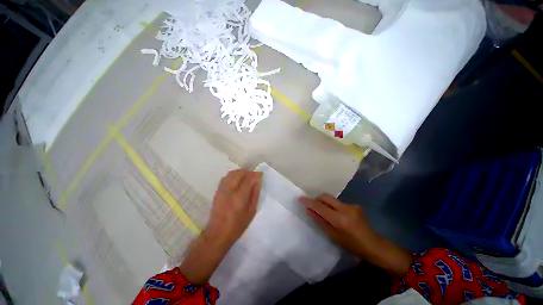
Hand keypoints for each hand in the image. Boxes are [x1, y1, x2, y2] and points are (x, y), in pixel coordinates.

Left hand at [181, 169, 262, 284]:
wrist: (218, 233)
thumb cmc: (237, 225)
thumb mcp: (251, 211)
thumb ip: (255, 194)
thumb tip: (257, 181)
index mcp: (239, 196)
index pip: (249, 178)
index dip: (255, 174)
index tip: (261, 174)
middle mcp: (229, 190)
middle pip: (239, 173)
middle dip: (248, 171)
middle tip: (254, 175)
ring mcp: (222, 190)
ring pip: (231, 173)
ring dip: (240, 172)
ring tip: (246, 176)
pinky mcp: (217, 191)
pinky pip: (226, 177)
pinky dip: (233, 175)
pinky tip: (237, 180)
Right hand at [300, 194, 411, 275]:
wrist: (375, 245)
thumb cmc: (352, 245)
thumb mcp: (334, 236)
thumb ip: (320, 221)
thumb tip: (309, 210)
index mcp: (340, 219)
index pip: (320, 207)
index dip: (309, 202)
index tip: (300, 198)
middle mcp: (346, 209)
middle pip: (326, 197)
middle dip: (317, 199)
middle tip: (312, 206)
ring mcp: (351, 205)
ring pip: (332, 199)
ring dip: (325, 203)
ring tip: (324, 213)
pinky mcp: (355, 205)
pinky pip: (338, 202)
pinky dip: (333, 206)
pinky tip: (336, 215)